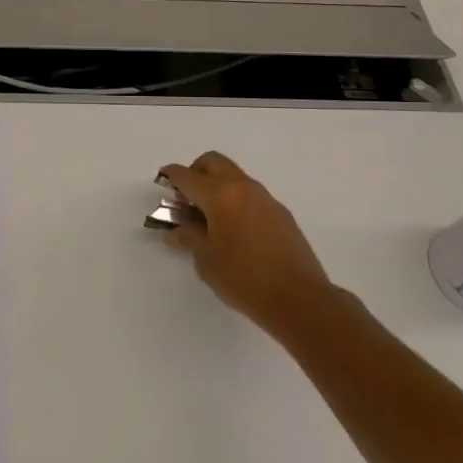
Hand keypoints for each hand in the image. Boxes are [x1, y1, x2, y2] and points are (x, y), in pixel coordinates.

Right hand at [158, 152, 332, 334]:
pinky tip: (233, 231)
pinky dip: (235, 201)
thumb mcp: (206, 260)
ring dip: (217, 187)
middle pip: (213, 163)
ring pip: (234, 177)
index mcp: (220, 195)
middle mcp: (243, 188)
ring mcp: (266, 199)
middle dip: (195, 173)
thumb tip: (176, 230)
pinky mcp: (281, 214)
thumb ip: (188, 238)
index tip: (162, 181)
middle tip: (186, 199)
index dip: (170, 176)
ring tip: (208, 219)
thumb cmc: (244, 279)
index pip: (187, 176)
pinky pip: (251, 196)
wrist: (300, 300)